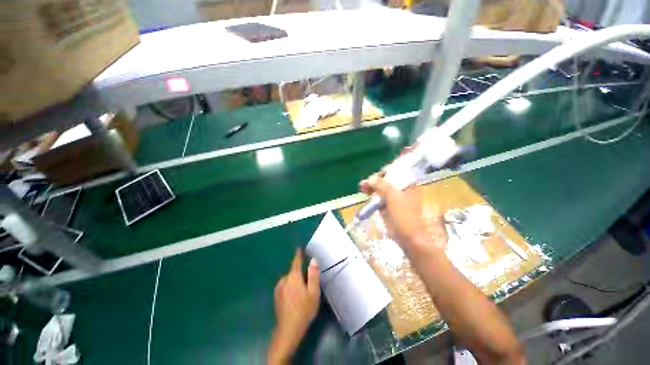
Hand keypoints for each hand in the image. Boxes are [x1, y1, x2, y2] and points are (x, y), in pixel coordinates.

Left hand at [267, 249, 319, 363]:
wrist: (288, 330)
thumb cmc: (304, 310)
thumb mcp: (313, 292)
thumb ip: (313, 275)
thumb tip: (313, 259)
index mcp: (293, 277)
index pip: (296, 262)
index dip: (298, 255)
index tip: (299, 248)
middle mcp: (284, 279)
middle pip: (293, 272)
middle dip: (300, 273)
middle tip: (308, 283)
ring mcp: (279, 288)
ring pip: (289, 280)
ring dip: (295, 281)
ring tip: (303, 292)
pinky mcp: (277, 296)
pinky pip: (286, 286)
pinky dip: (291, 287)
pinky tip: (295, 298)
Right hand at [359, 173, 445, 252]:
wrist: (409, 238)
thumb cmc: (405, 215)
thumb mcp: (394, 197)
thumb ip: (382, 186)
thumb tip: (370, 178)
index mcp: (408, 185)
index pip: (396, 173)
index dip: (384, 172)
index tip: (375, 176)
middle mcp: (401, 190)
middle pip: (386, 181)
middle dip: (375, 180)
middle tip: (366, 182)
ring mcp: (393, 199)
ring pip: (380, 189)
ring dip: (371, 187)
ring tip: (362, 186)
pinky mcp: (387, 207)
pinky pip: (378, 198)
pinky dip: (371, 195)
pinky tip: (364, 192)